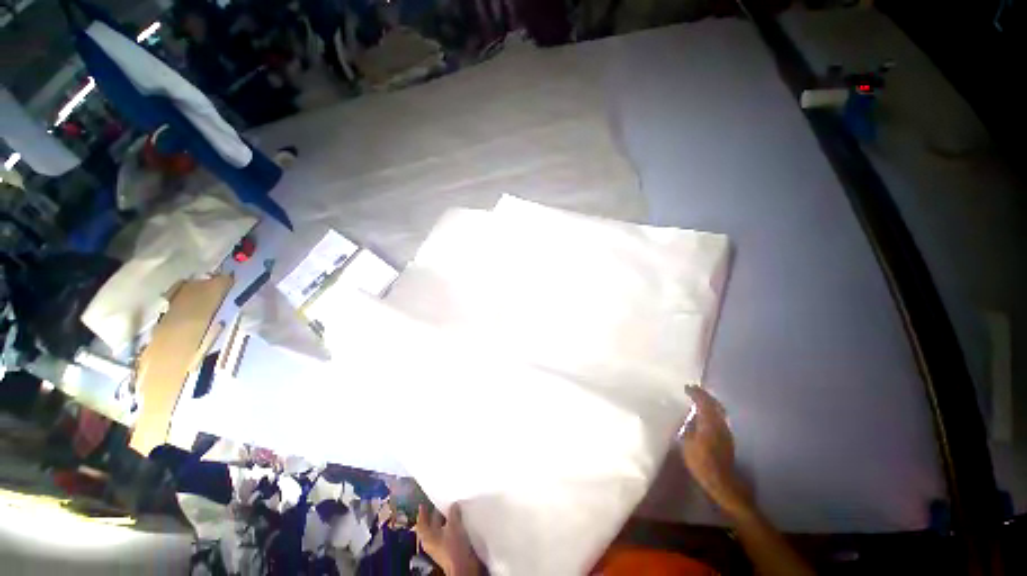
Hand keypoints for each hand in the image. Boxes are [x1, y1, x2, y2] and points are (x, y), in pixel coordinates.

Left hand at [415, 503, 481, 575]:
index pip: (422, 523)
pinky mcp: (450, 549)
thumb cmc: (453, 546)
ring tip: (453, 508)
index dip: (422, 514)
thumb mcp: (453, 525)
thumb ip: (453, 513)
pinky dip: (452, 526)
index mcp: (427, 537)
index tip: (423, 505)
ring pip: (442, 529)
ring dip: (446, 519)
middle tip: (441, 503)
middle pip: (432, 525)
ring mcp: (441, 546)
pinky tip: (459, 520)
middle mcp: (432, 542)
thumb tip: (453, 505)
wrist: (463, 566)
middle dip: (436, 515)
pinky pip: (449, 534)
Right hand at [679, 386, 750, 515]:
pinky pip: (720, 418)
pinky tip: (706, 415)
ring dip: (710, 403)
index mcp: (709, 423)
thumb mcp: (687, 444)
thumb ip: (689, 428)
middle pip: (715, 404)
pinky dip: (713, 411)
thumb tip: (690, 419)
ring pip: (719, 410)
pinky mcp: (727, 438)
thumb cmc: (701, 462)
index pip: (703, 402)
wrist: (721, 481)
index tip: (686, 387)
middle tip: (693, 390)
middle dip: (704, 395)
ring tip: (700, 400)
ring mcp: (726, 431)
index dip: (695, 393)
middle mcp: (720, 424)